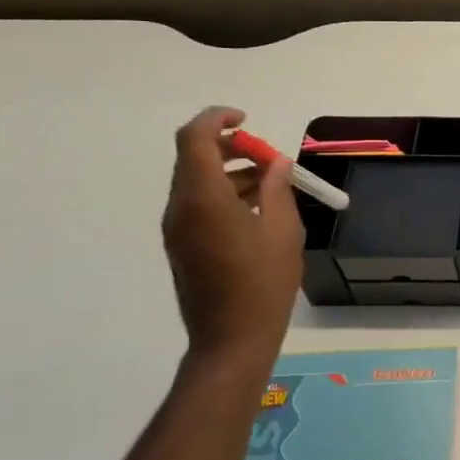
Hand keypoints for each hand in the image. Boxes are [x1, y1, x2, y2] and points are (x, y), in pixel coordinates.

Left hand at [161, 107, 304, 358]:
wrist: (231, 340)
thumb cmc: (263, 283)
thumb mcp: (283, 230)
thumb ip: (277, 188)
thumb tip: (275, 163)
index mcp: (203, 198)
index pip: (195, 138)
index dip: (217, 119)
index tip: (247, 118)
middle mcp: (181, 208)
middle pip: (193, 158)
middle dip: (229, 146)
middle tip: (266, 156)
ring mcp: (177, 229)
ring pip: (196, 182)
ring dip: (229, 171)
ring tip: (270, 183)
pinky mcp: (181, 247)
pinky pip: (197, 205)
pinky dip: (223, 193)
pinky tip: (256, 210)